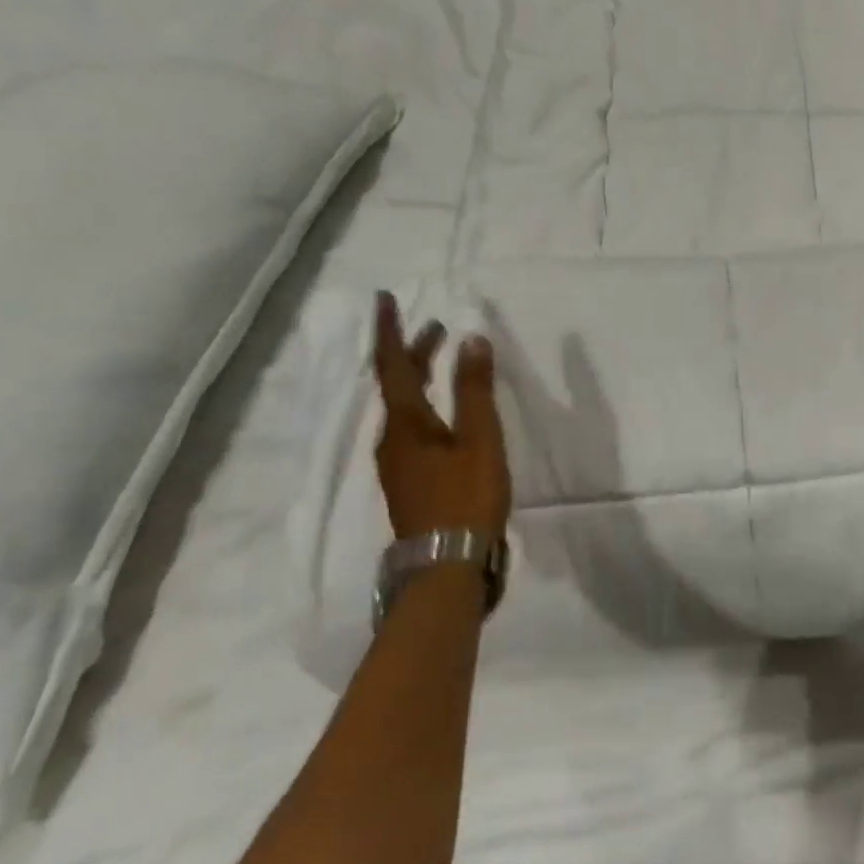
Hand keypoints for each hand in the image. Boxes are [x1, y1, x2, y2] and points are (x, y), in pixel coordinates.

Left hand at [372, 292, 511, 541]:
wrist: (447, 565)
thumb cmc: (465, 496)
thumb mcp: (479, 438)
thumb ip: (474, 389)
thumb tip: (471, 339)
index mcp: (405, 423)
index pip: (392, 365)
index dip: (390, 331)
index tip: (384, 299)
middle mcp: (392, 439)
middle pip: (395, 385)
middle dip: (412, 352)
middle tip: (434, 327)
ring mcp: (398, 462)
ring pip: (402, 406)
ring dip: (418, 376)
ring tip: (441, 358)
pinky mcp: (410, 479)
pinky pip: (410, 425)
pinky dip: (424, 402)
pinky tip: (442, 410)